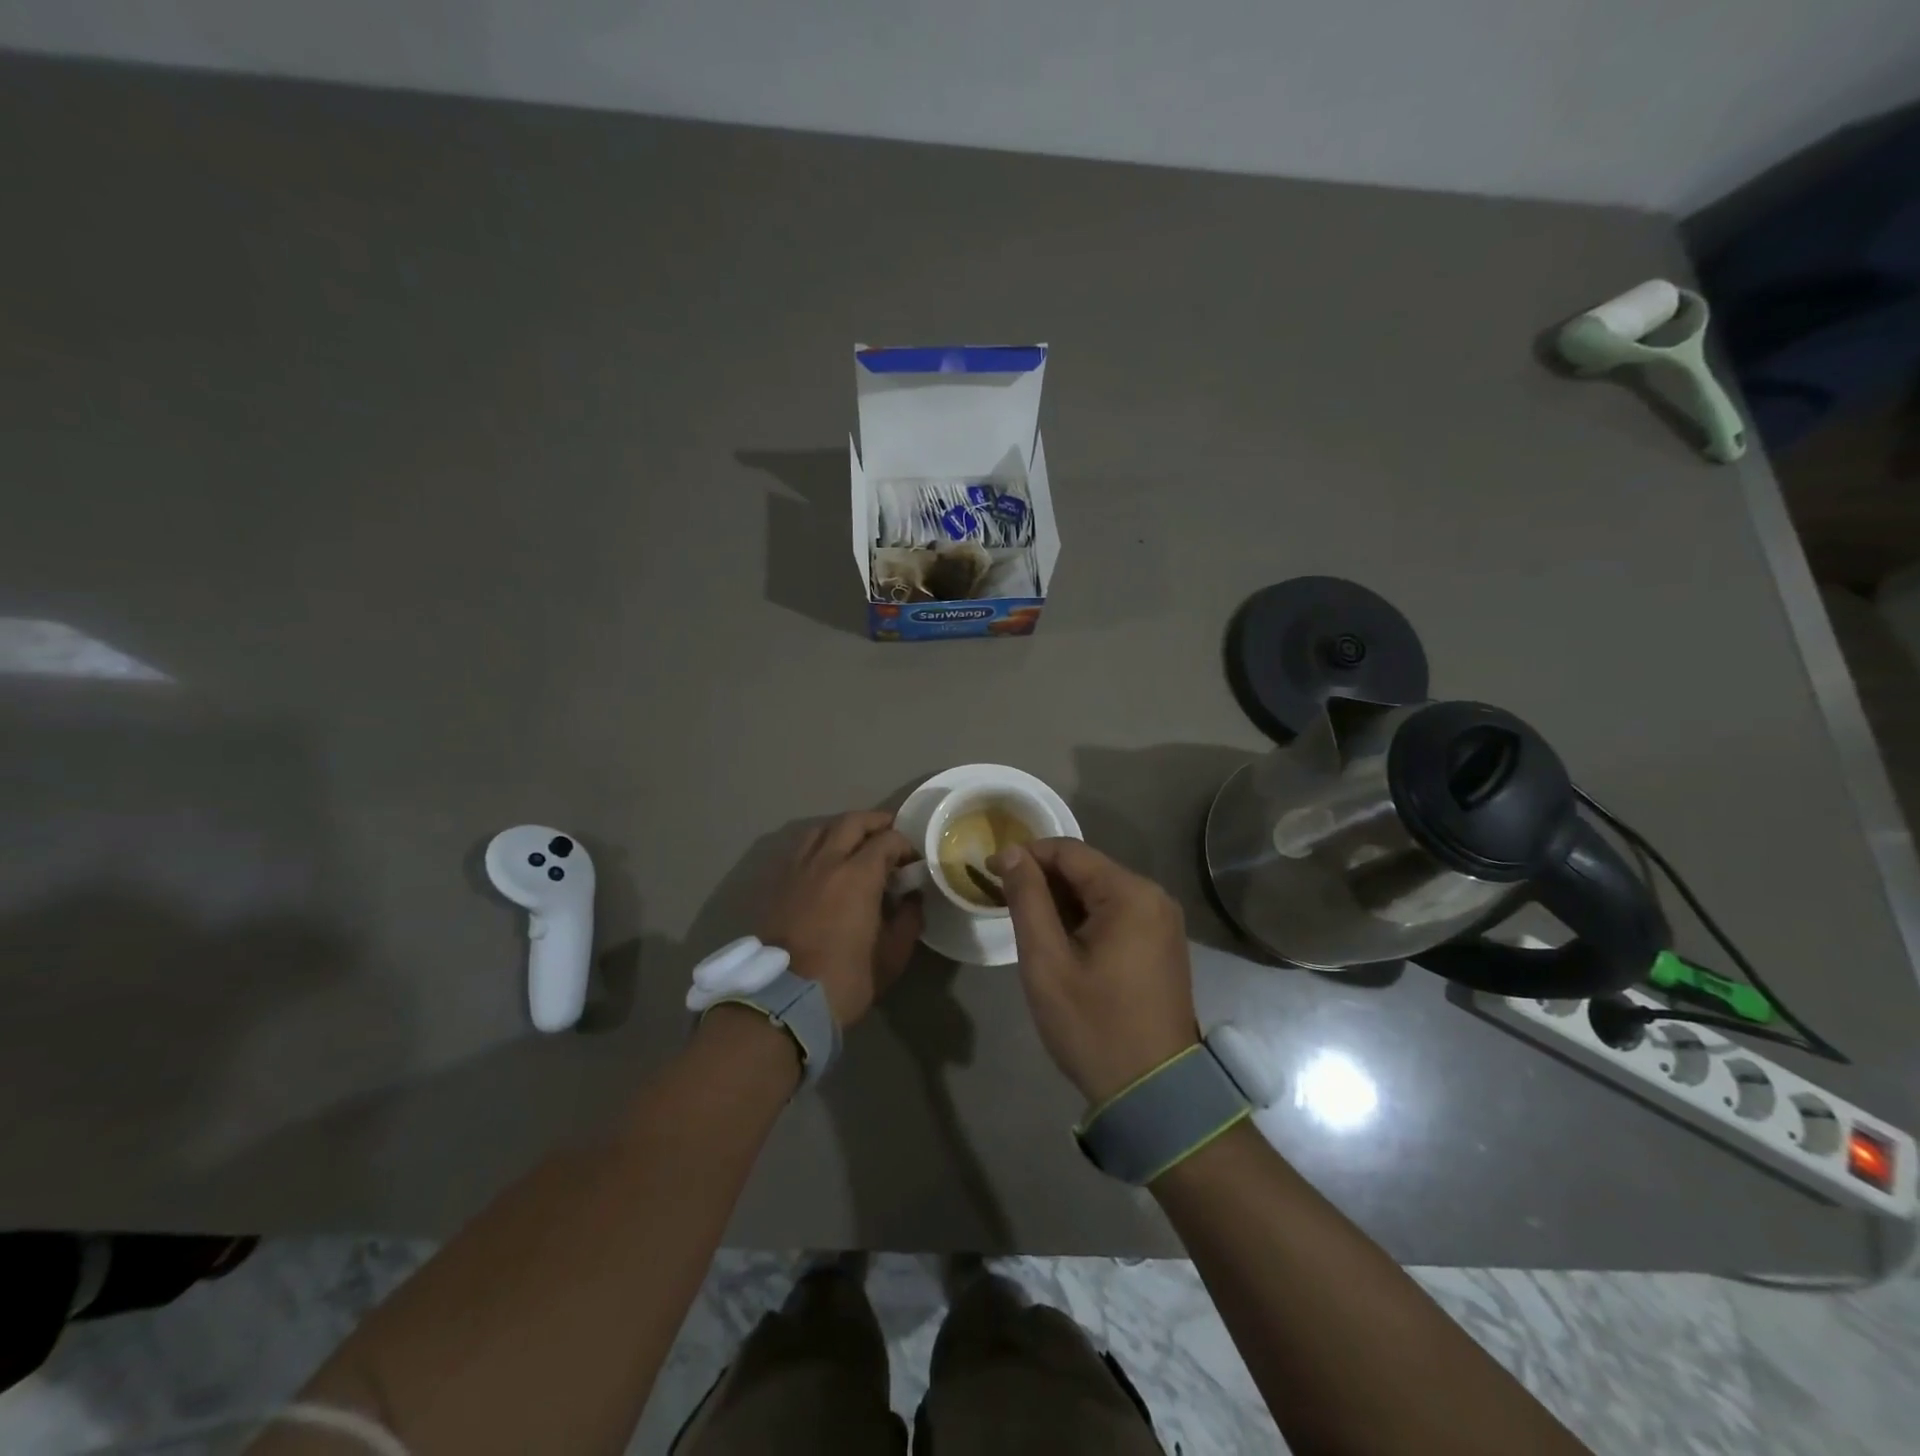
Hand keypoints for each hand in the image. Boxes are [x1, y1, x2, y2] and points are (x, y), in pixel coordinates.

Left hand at [759, 811, 923, 1027]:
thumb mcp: (891, 957)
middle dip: (875, 822)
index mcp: (858, 874)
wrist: (782, 1000)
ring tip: (856, 844)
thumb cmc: (844, 979)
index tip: (913, 862)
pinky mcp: (777, 884)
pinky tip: (826, 864)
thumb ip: (908, 921)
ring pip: (820, 829)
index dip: (905, 845)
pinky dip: (819, 845)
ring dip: (843, 829)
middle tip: (890, 835)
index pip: (887, 839)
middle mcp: (826, 861)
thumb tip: (912, 899)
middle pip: (852, 821)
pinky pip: (800, 849)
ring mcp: (797, 870)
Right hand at [989, 838, 1198, 1104]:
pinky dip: (1083, 919)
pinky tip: (1059, 941)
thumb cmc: (1093, 1025)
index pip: (1068, 851)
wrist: (1153, 1093)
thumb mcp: (1047, 962)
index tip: (988, 873)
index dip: (1025, 855)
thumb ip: (1027, 899)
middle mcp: (1154, 896)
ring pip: (1099, 892)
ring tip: (1026, 925)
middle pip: (1086, 869)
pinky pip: (1115, 914)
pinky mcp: (1161, 943)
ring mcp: (1162, 921)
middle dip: (1042, 880)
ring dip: (1061, 901)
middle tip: (1002, 903)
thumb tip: (1010, 852)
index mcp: (1130, 893)